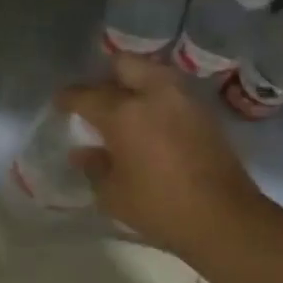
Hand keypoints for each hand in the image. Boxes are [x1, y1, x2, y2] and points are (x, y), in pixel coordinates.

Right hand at [58, 55, 263, 254]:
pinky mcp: (204, 112)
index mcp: (124, 113)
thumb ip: (94, 167)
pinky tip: (150, 119)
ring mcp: (183, 99)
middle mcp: (153, 94)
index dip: (68, 98)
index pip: (86, 95)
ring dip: (134, 81)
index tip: (60, 103)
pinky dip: (156, 96)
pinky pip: (171, 90)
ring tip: (124, 105)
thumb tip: (82, 152)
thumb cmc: (159, 207)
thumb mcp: (113, 194)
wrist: (223, 218)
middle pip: (123, 65)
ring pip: (152, 71)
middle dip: (105, 76)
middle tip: (96, 99)